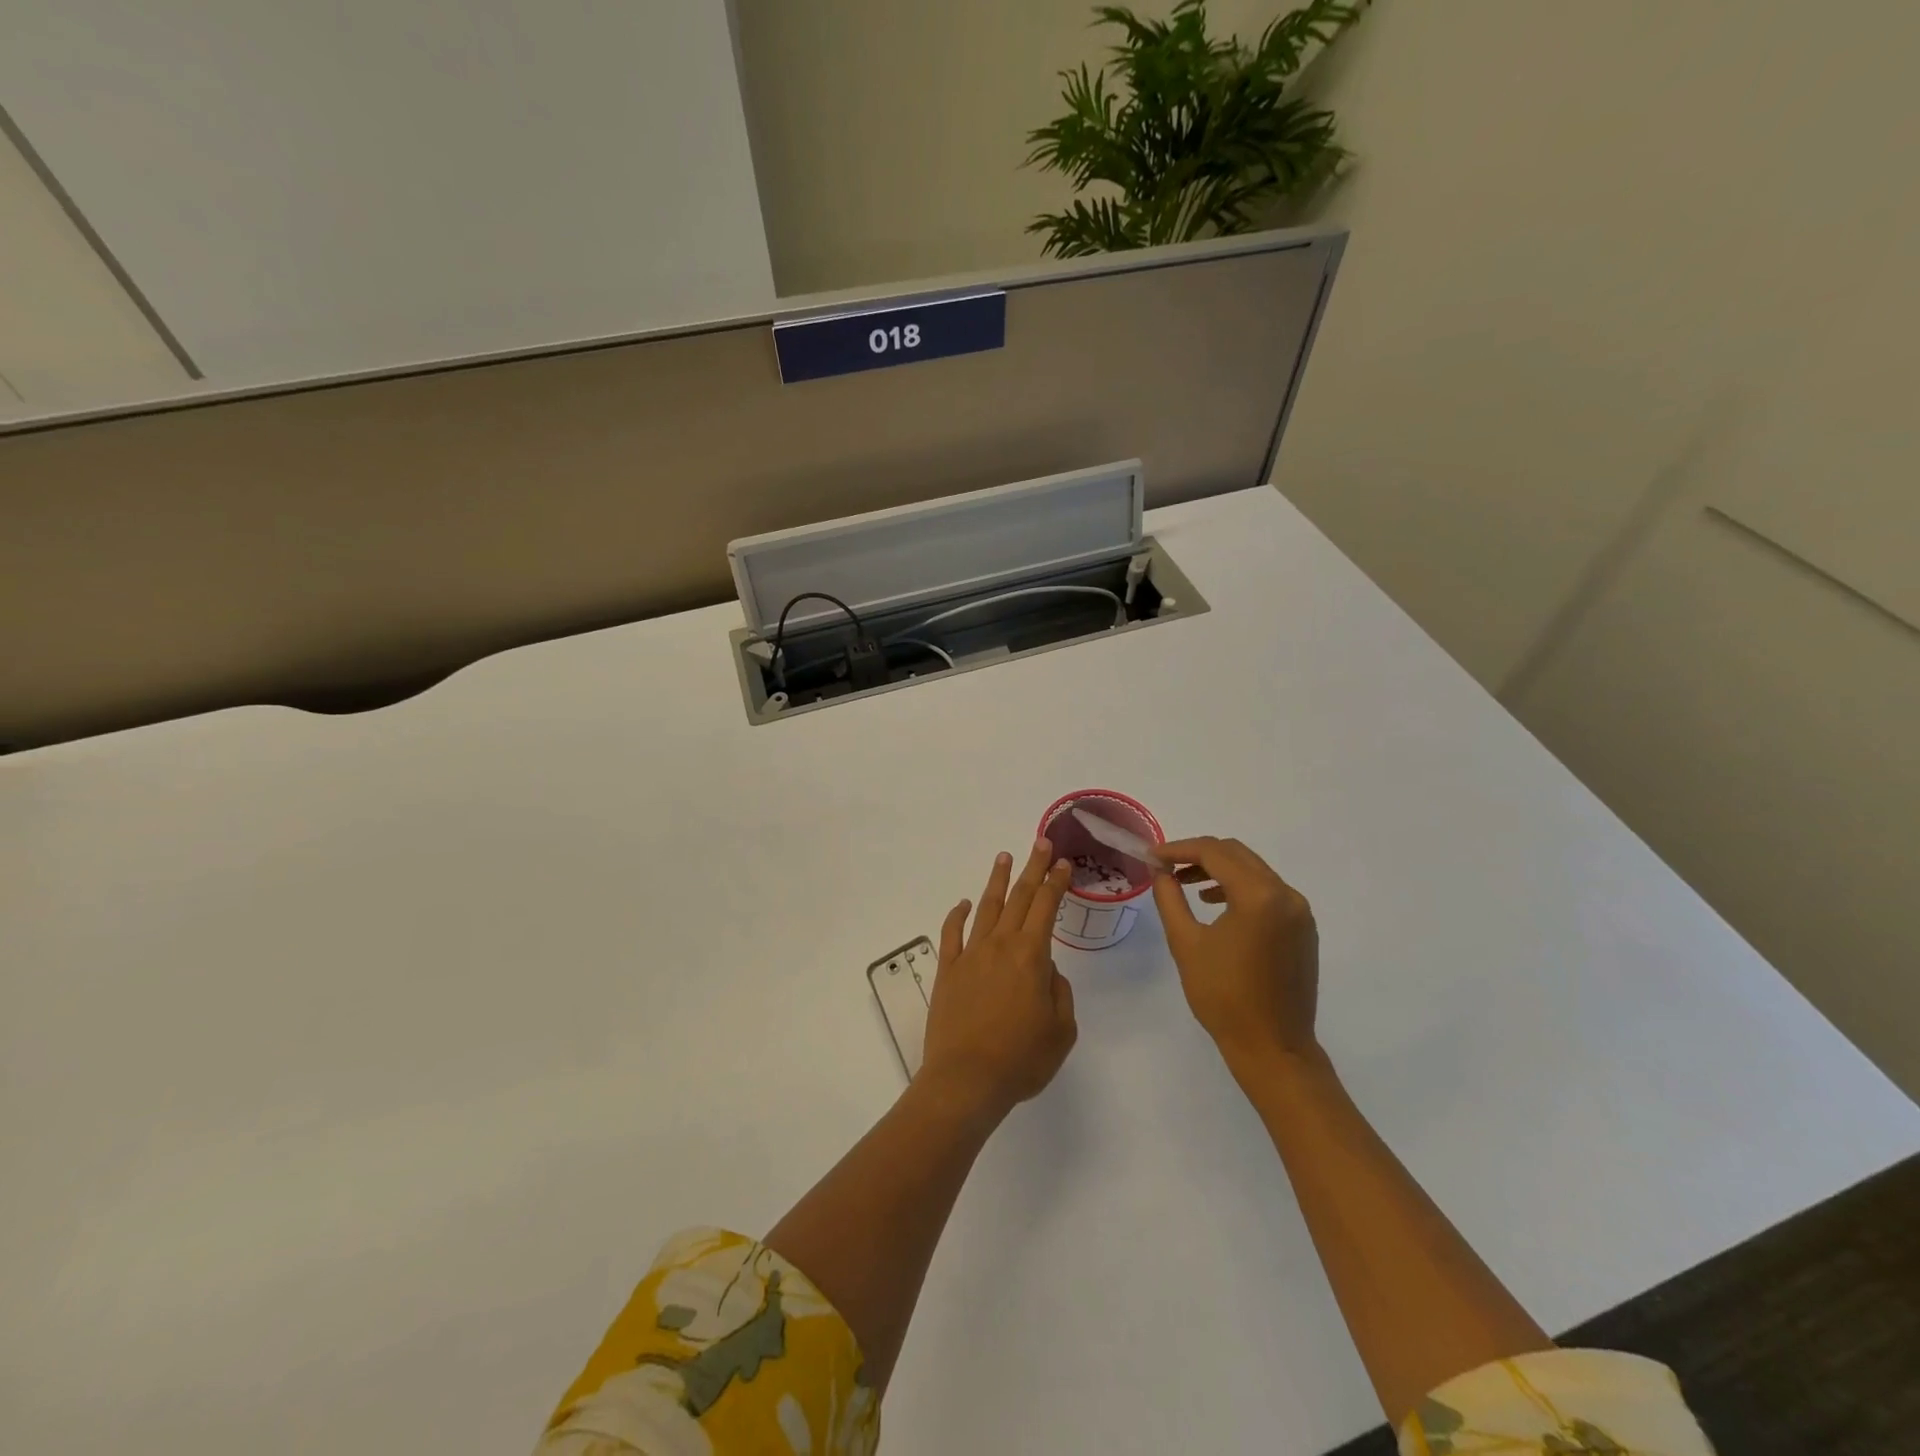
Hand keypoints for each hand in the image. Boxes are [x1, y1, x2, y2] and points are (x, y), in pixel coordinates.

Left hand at [921, 840, 1077, 1120]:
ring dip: (997, 881)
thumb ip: (1059, 992)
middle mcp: (999, 946)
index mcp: (1031, 956)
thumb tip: (1046, 969)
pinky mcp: (947, 971)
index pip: (1046, 907)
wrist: (966, 1080)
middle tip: (1039, 843)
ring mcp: (969, 955)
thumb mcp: (1061, 1031)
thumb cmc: (1021, 1059)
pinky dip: (957, 915)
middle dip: (1032, 868)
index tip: (1062, 862)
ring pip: (986, 908)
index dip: (1055, 882)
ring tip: (1004, 857)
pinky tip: (963, 904)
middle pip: (1018, 898)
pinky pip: (952, 934)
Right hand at [1151, 836, 1318, 1074]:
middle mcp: (1286, 895)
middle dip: (1198, 855)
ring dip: (1218, 869)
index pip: (1214, 853)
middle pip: (1237, 854)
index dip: (1178, 849)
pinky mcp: (1303, 928)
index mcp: (1259, 896)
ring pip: (1254, 870)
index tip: (1151, 856)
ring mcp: (1299, 912)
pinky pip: (1268, 891)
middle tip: (1165, 866)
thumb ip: (1170, 899)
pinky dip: (1239, 888)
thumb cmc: (1224, 997)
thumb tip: (1160, 872)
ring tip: (1185, 884)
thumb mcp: (1186, 943)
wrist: (1273, 1048)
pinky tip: (1216, 904)